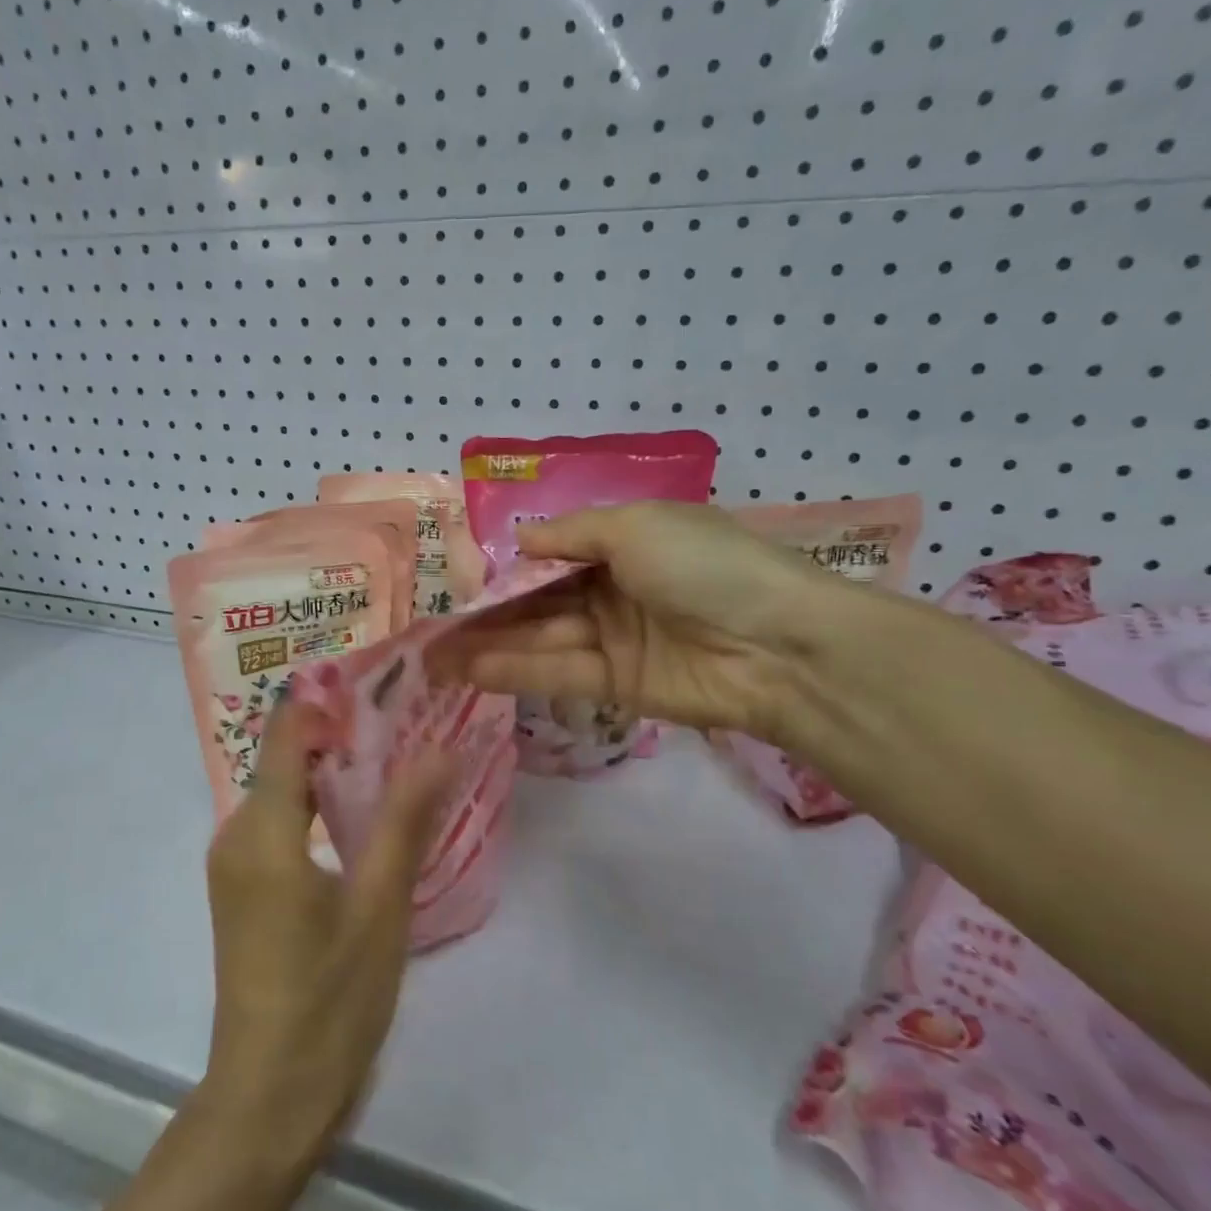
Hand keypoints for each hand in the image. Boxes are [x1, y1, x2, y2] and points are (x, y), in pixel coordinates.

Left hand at [197, 702, 453, 1164]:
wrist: (269, 1099)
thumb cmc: (329, 1001)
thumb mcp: (379, 906)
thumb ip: (406, 819)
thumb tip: (441, 747)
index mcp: (262, 830)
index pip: (288, 731)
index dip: (331, 699)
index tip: (387, 683)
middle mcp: (236, 835)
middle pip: (288, 758)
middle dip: (346, 735)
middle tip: (411, 720)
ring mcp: (236, 864)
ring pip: (287, 793)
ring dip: (338, 774)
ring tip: (402, 760)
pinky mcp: (245, 889)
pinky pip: (283, 825)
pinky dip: (323, 809)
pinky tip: (370, 817)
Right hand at [454, 501, 860, 742]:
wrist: (775, 644)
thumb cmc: (703, 565)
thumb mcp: (635, 526)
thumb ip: (571, 534)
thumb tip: (522, 538)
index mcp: (624, 542)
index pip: (554, 555)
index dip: (510, 568)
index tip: (463, 582)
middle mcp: (614, 588)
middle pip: (540, 600)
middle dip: (489, 614)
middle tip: (434, 628)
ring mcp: (615, 638)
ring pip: (542, 639)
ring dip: (490, 646)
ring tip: (435, 657)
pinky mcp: (618, 684)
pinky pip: (560, 673)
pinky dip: (516, 672)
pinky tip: (471, 671)